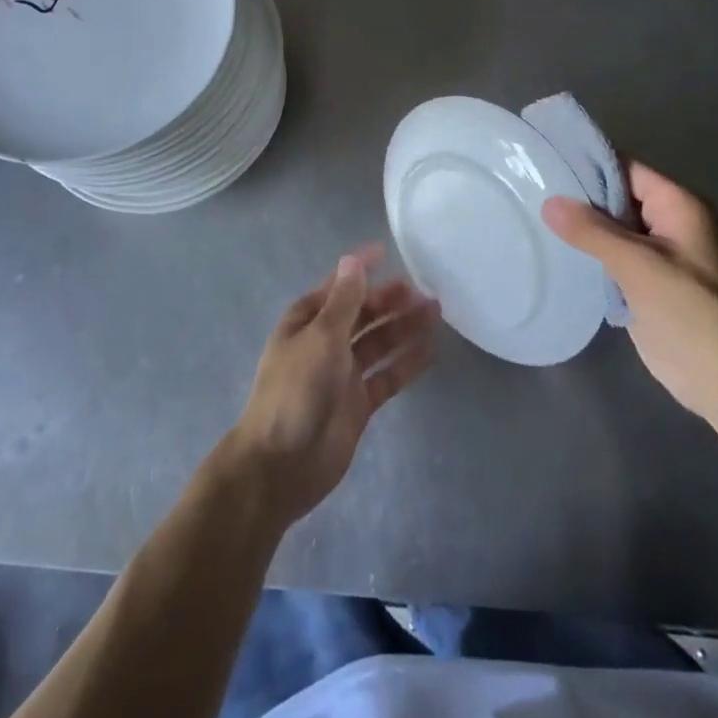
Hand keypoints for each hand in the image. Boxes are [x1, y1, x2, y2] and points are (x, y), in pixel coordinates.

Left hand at [226, 246, 438, 525]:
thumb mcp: (320, 337)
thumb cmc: (296, 391)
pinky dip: (406, 363)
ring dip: (404, 327)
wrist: (281, 466)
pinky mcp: (358, 403)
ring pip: (379, 342)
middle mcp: (325, 343)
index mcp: (307, 321)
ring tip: (436, 312)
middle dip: (390, 300)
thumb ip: (343, 301)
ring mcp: (342, 374)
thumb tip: (352, 260)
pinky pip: (387, 375)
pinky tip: (431, 350)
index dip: (360, 270)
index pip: (338, 287)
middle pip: (363, 314)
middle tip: (423, 290)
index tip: (386, 251)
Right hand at [542, 163, 717, 426]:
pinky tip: (554, 251)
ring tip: (533, 216)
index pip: (627, 169)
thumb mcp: (637, 265)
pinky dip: (588, 254)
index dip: (589, 165)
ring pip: (612, 229)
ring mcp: (657, 254)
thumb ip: (592, 231)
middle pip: (617, 197)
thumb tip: (549, 202)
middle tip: (531, 189)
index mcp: (677, 206)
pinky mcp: (645, 283)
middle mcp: (668, 223)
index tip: (546, 163)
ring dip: (581, 227)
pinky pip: (611, 257)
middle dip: (580, 197)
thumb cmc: (687, 310)